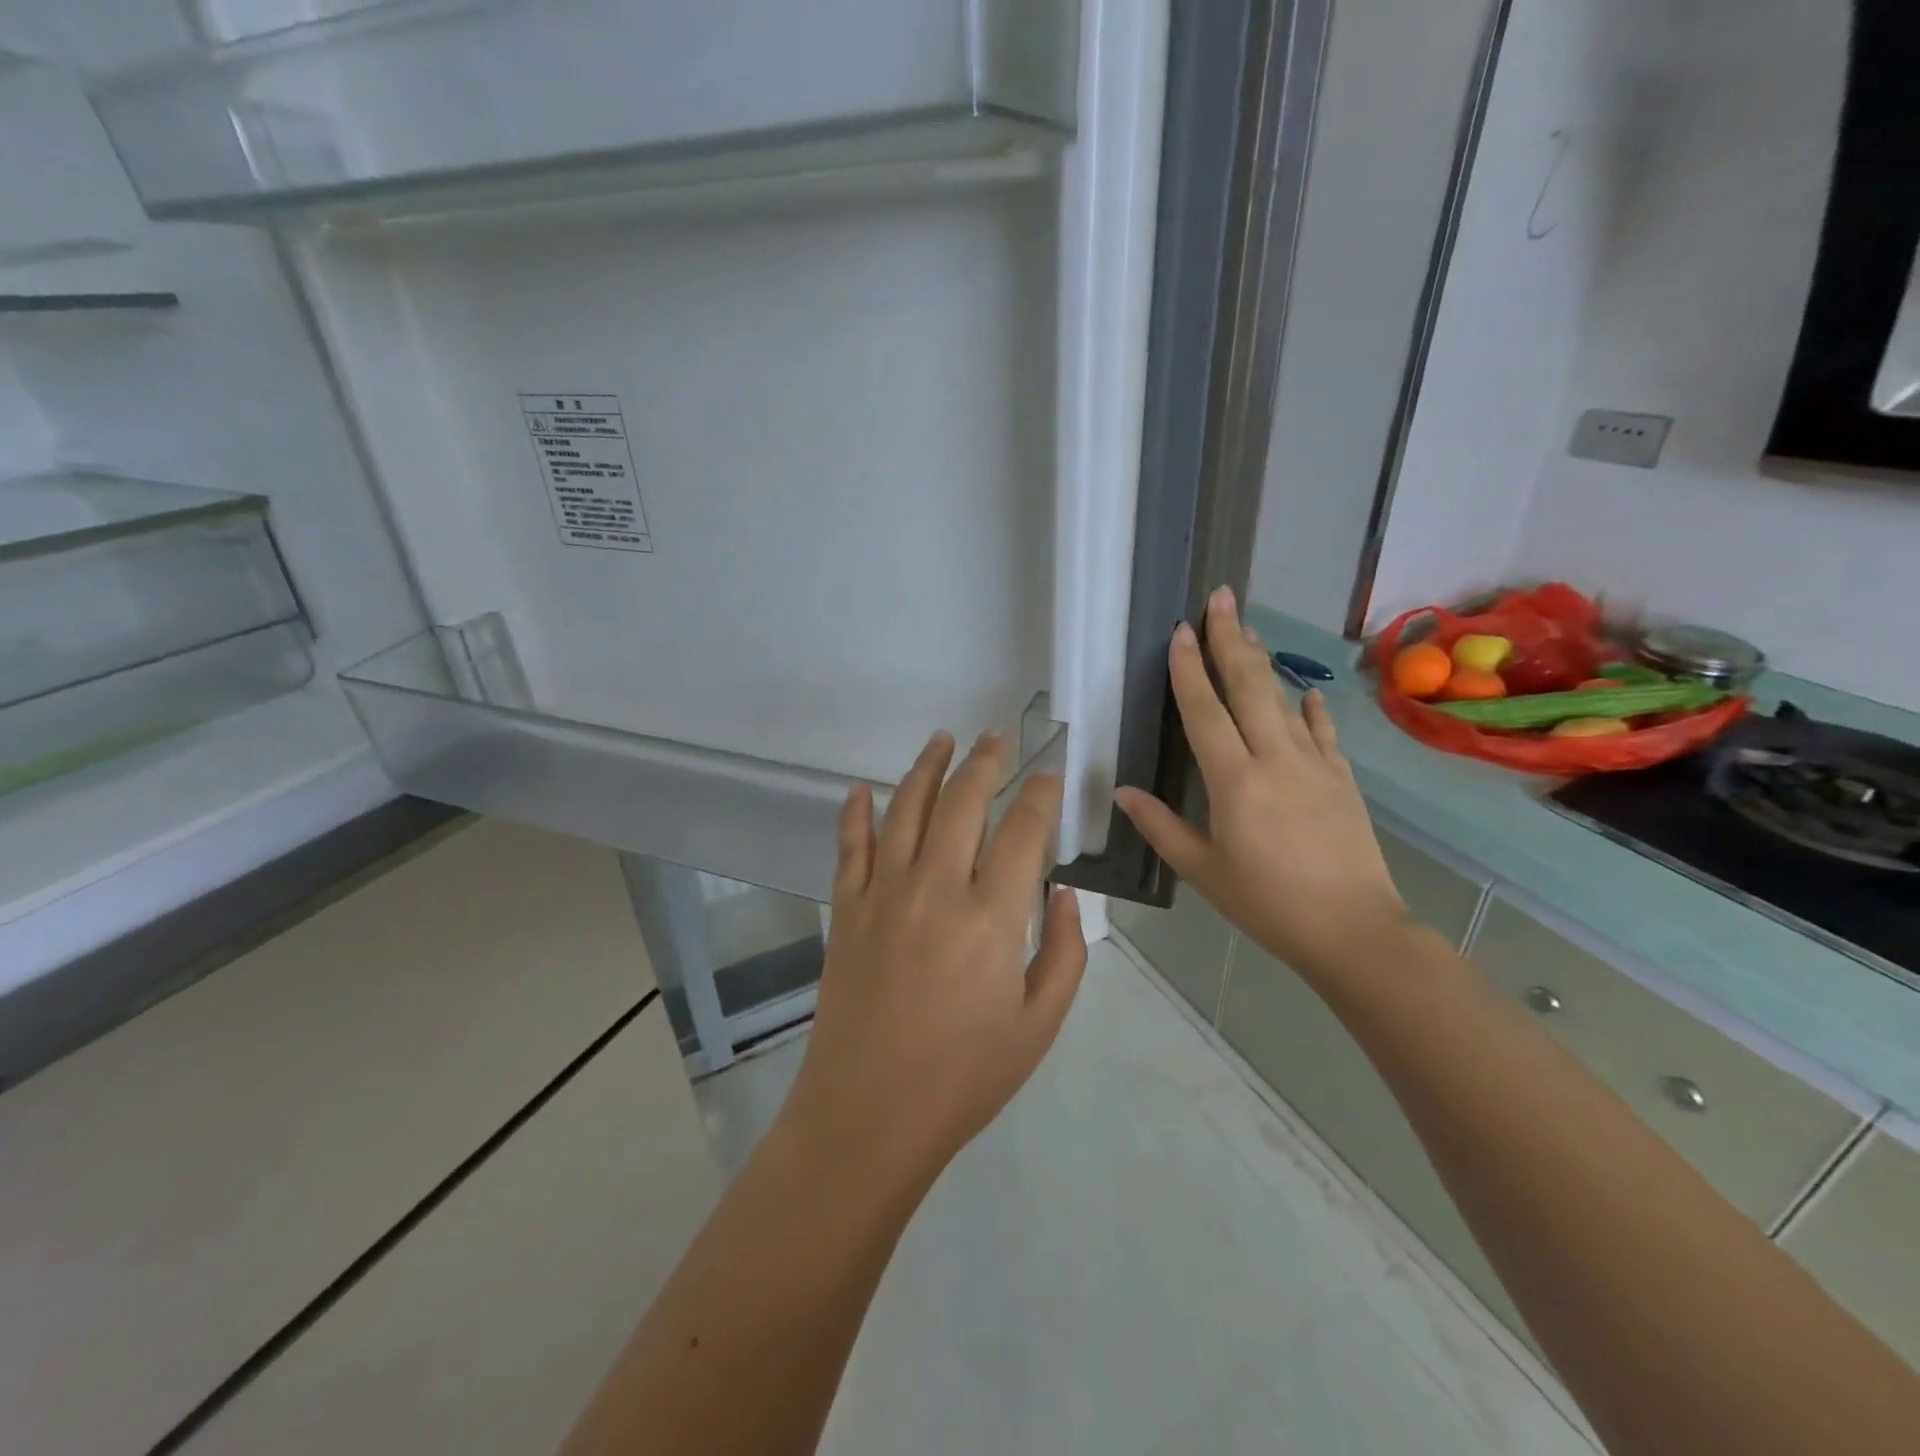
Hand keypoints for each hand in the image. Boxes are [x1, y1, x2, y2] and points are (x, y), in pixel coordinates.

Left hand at [778, 731, 1087, 1193]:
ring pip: (905, 808)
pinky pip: (850, 846)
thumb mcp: (1039, 1024)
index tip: (1049, 774)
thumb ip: (1063, 951)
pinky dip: (855, 812)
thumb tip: (1061, 891)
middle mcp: (936, 888)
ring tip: (943, 738)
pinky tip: (861, 789)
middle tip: (999, 736)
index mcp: (992, 918)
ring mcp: (883, 894)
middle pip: (963, 801)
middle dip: (986, 761)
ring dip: (927, 766)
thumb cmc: (964, 1076)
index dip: (1040, 794)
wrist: (868, 1113)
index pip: (1022, 830)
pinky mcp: (846, 909)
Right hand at [1116, 586, 1410, 984]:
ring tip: (1248, 631)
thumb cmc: (1266, 903)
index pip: (1205, 712)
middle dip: (1231, 639)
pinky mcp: (1342, 779)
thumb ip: (1161, 826)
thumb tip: (1123, 792)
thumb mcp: (1203, 870)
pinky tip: (1307, 694)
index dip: (1189, 669)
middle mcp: (1275, 759)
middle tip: (1221, 597)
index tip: (1181, 630)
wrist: (1354, 930)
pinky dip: (1312, 709)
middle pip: (1249, 687)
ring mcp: (1314, 764)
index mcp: (1234, 781)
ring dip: (1263, 663)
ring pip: (1284, 700)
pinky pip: (1323, 732)